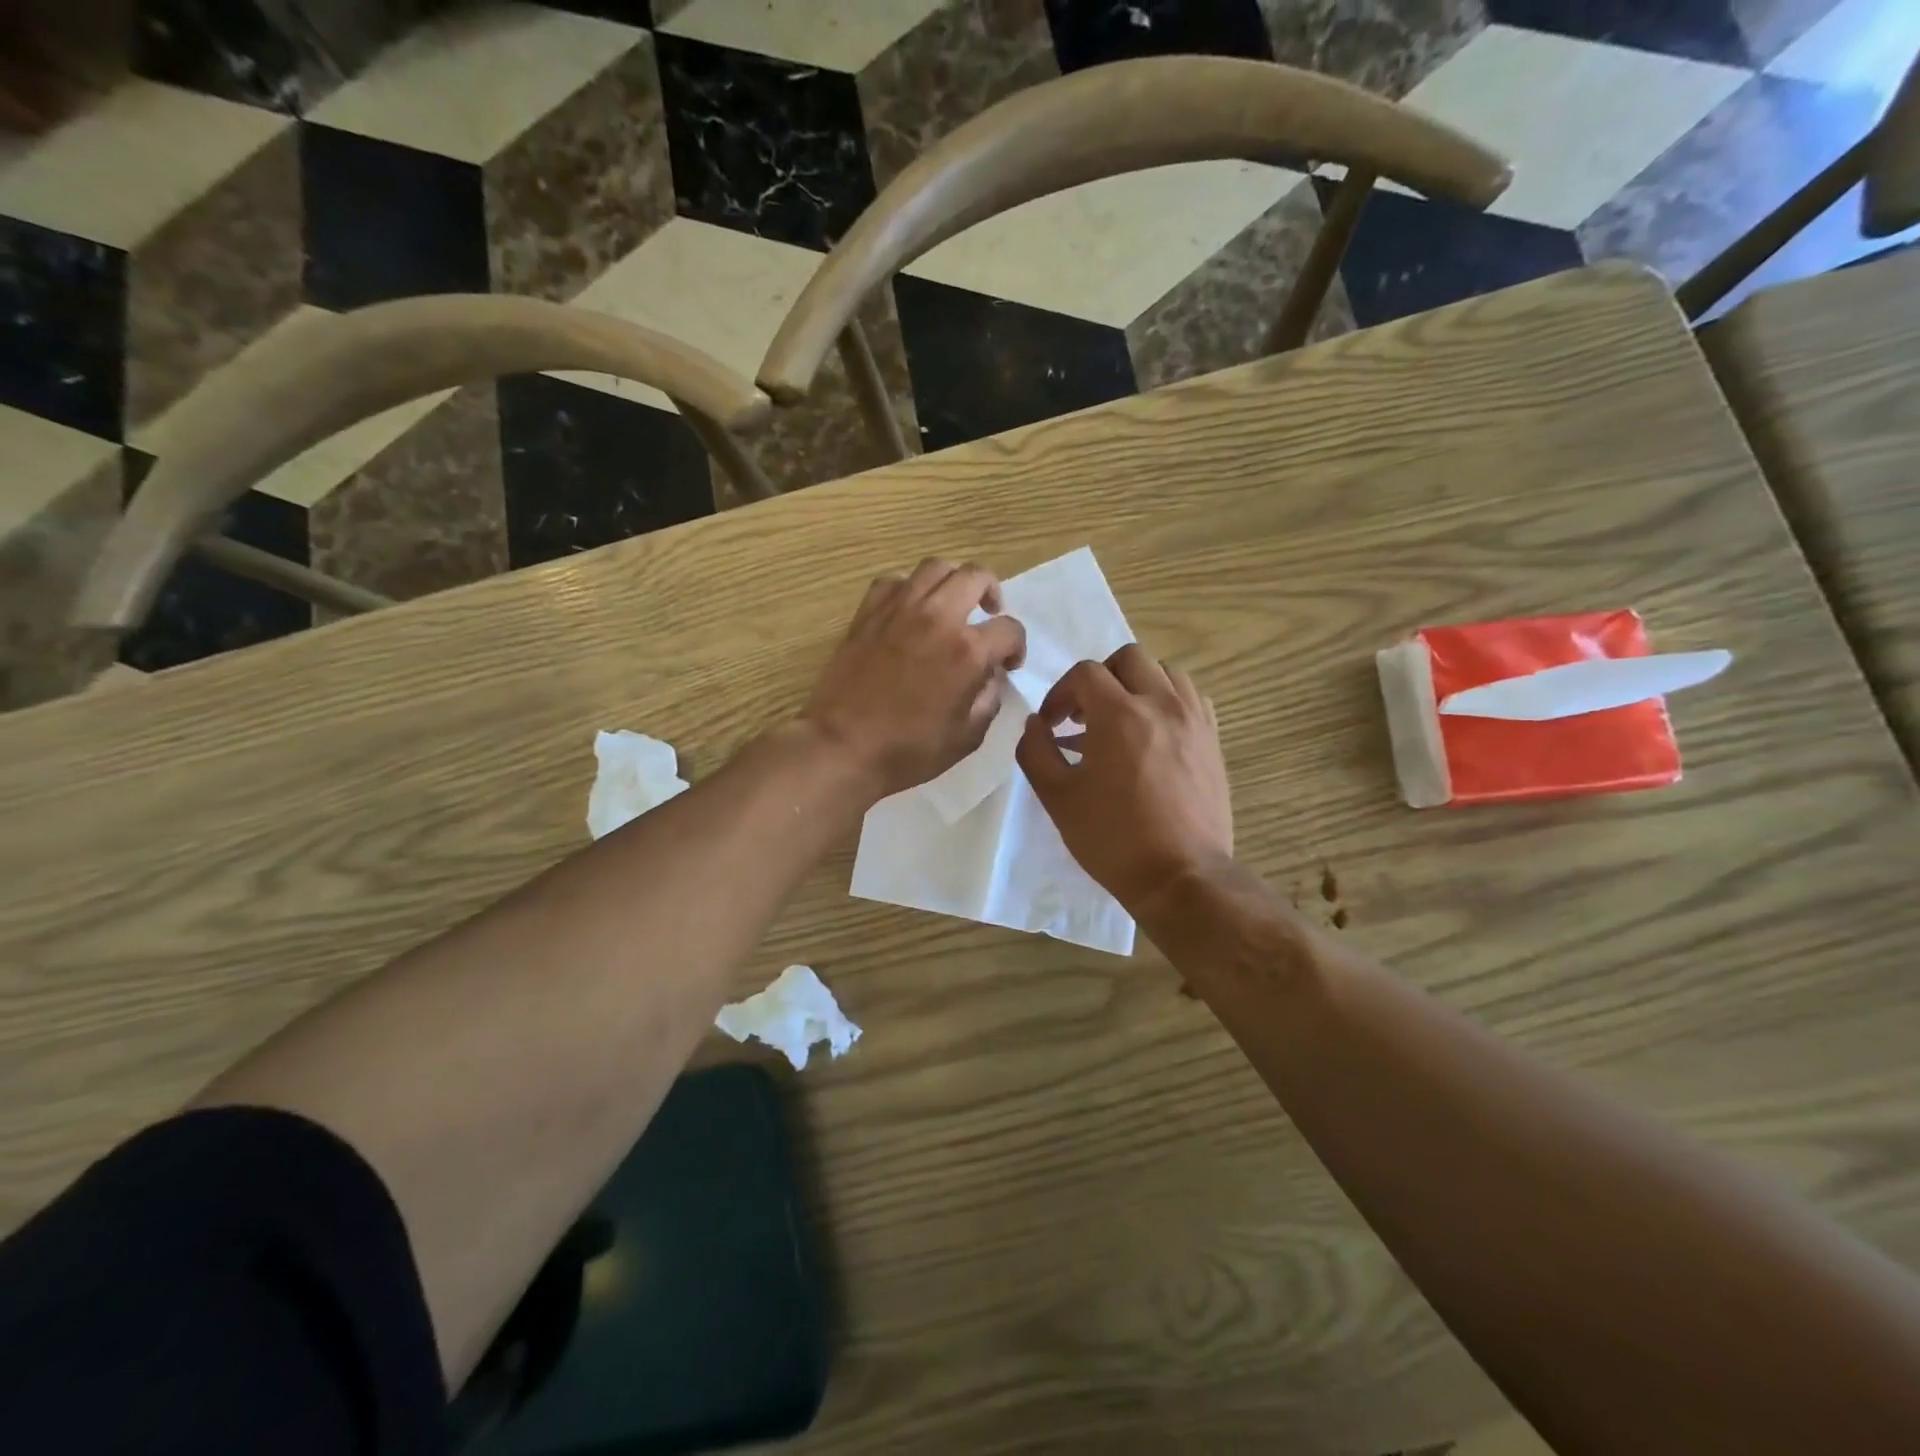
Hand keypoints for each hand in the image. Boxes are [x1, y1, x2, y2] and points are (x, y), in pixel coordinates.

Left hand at [802, 559, 1026, 798]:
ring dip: (953, 580)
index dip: (1017, 646)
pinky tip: (911, 609)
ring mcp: (899, 609)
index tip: (1008, 664)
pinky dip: (910, 588)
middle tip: (989, 614)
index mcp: (968, 651)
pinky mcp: (868, 612)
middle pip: (976, 576)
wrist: (843, 746)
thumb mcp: (967, 736)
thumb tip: (991, 675)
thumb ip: (989, 698)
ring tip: (953, 602)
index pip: (1009, 629)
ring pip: (936, 567)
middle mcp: (937, 617)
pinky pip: (895, 581)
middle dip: (992, 592)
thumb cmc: (909, 751)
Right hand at [1015, 645, 1232, 913]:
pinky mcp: (1213, 739)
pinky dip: (1167, 700)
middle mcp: (1161, 704)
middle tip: (1085, 716)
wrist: (1181, 875)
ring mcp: (1194, 719)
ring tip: (1121, 719)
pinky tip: (1154, 732)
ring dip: (1136, 684)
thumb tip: (1035, 724)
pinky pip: (1190, 697)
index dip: (1060, 693)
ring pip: (1164, 671)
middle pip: (1128, 658)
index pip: (1085, 673)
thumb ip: (1036, 751)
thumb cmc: (1113, 839)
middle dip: (1099, 679)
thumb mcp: (1057, 798)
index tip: (1052, 725)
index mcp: (1119, 715)